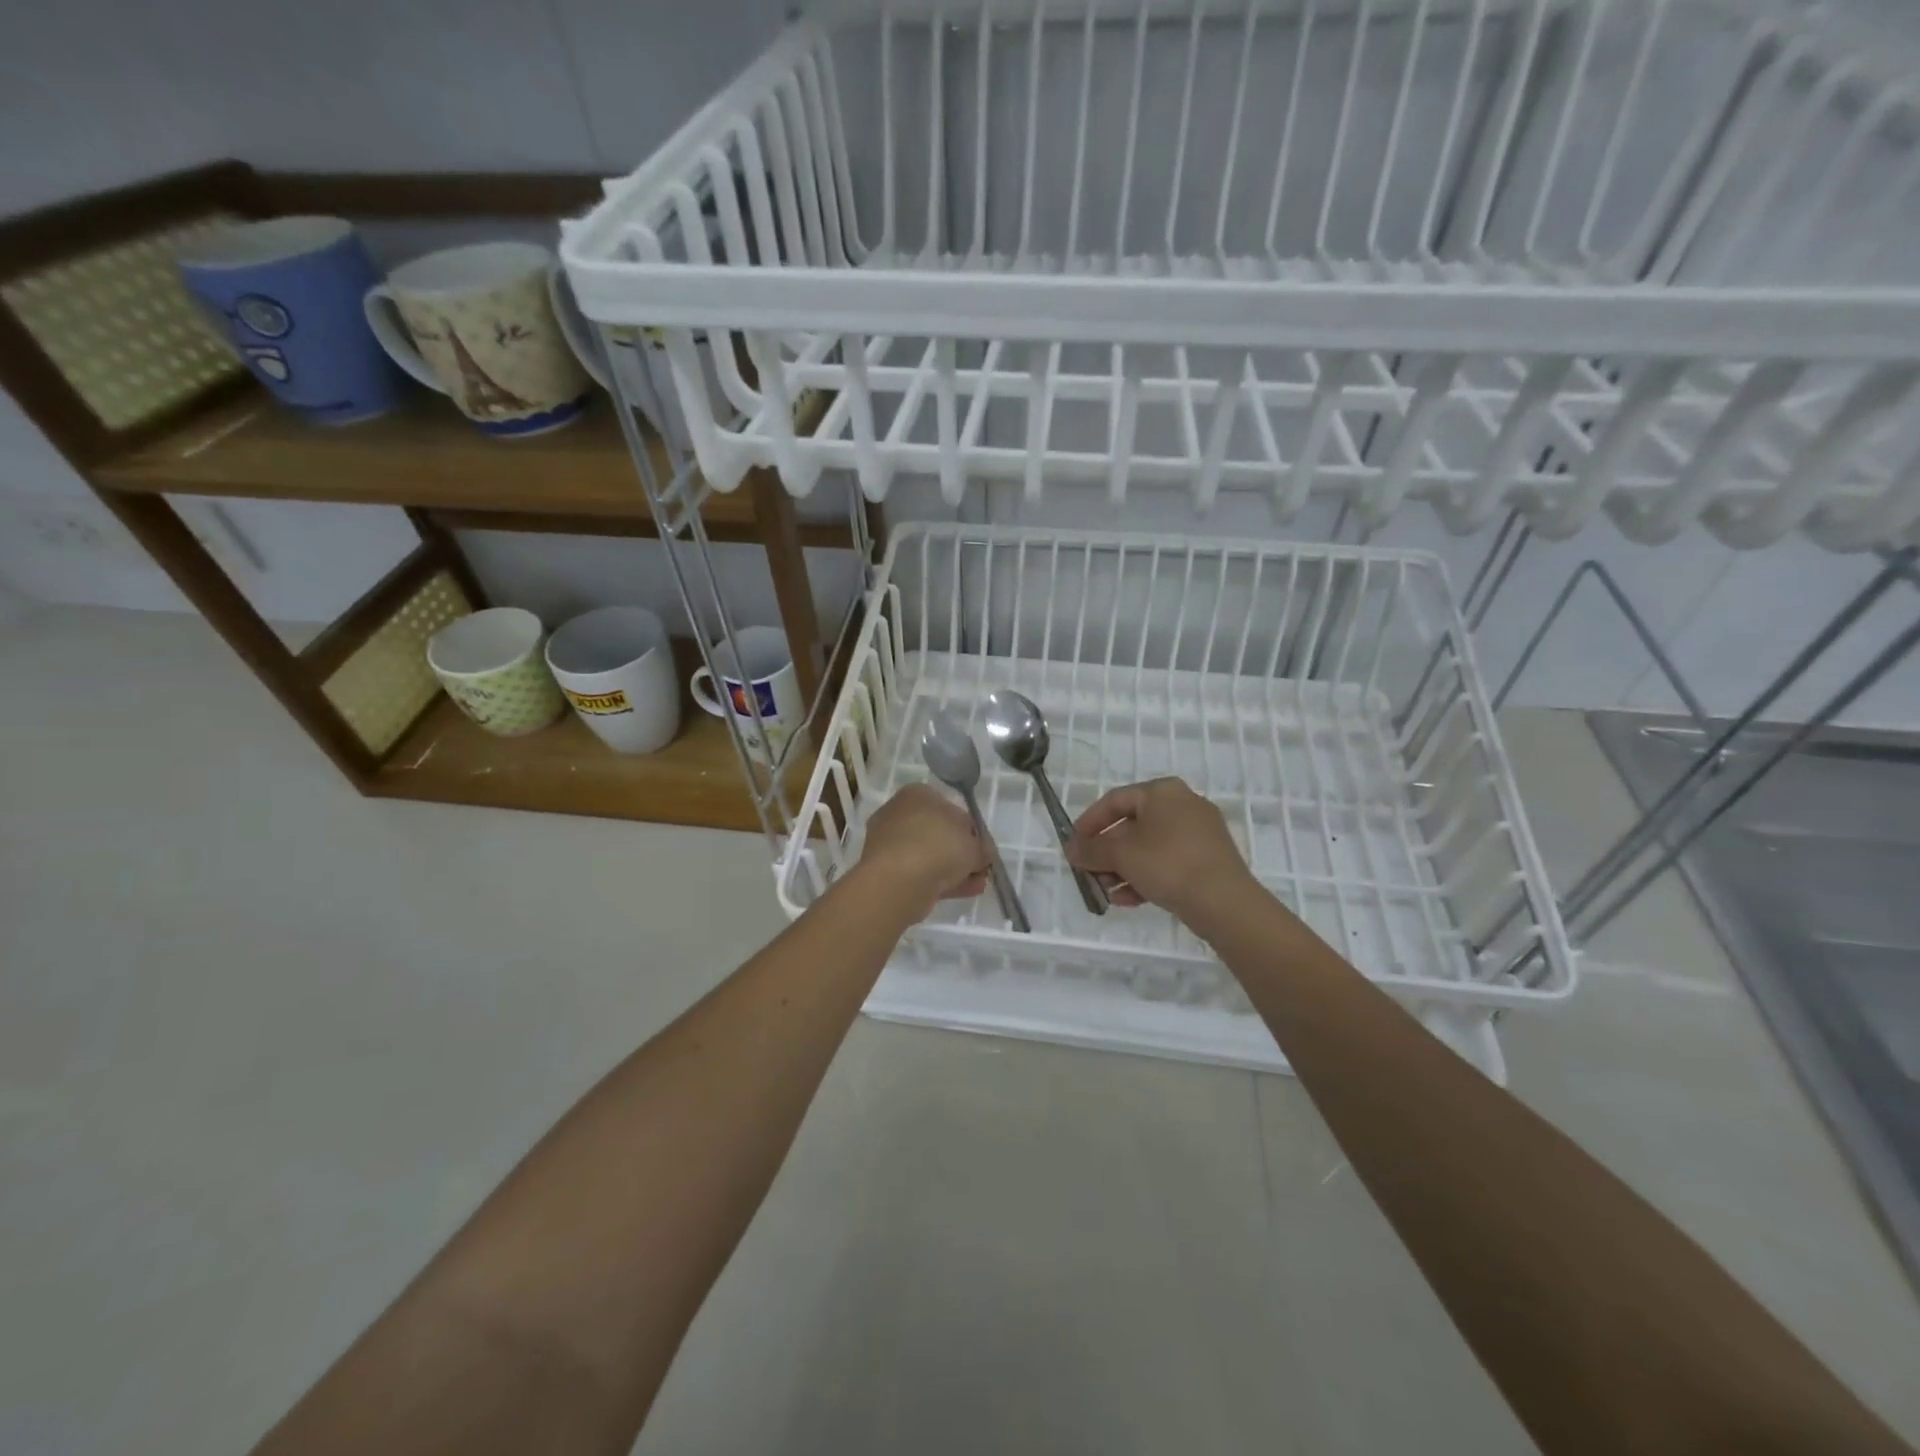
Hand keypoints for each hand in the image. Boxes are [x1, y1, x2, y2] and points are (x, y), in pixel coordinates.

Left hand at [857, 783, 991, 917]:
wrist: (898, 880)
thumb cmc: (939, 847)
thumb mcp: (975, 845)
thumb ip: (983, 848)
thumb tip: (982, 853)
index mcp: (918, 794)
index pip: (951, 808)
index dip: (970, 830)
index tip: (982, 848)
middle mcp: (899, 812)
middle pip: (938, 833)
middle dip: (960, 852)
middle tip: (979, 869)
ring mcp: (888, 841)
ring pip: (928, 855)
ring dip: (952, 869)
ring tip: (974, 885)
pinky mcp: (883, 869)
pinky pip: (917, 871)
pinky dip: (937, 881)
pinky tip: (959, 893)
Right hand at [1066, 777, 1257, 922]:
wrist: (1225, 902)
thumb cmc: (1168, 864)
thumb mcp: (1121, 855)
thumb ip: (1091, 849)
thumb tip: (1072, 849)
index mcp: (1162, 791)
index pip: (1114, 800)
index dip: (1089, 822)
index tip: (1073, 845)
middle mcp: (1183, 804)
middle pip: (1132, 825)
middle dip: (1106, 852)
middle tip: (1088, 872)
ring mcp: (1199, 832)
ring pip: (1149, 847)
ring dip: (1122, 868)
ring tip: (1106, 892)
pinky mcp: (1208, 859)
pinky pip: (1167, 862)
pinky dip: (1145, 876)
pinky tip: (1128, 900)